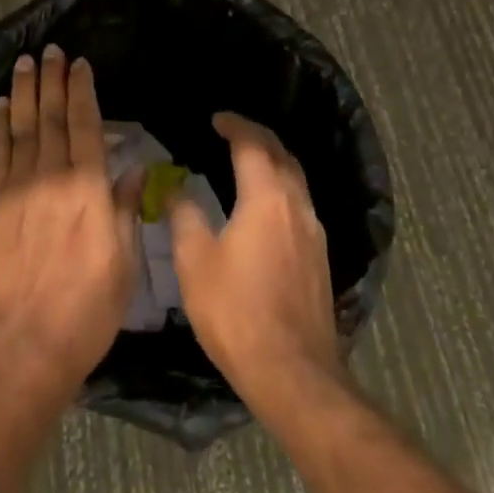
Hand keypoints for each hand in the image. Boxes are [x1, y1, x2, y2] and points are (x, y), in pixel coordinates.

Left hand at [0, 46, 139, 391]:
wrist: (20, 344)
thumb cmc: (84, 312)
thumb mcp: (123, 266)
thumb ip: (125, 211)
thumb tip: (132, 170)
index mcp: (89, 190)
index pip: (85, 125)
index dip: (82, 91)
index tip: (80, 65)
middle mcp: (52, 177)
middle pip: (51, 117)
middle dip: (52, 81)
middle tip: (52, 51)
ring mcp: (17, 188)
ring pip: (21, 126)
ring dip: (24, 92)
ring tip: (26, 63)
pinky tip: (0, 105)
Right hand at [168, 113, 345, 413]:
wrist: (292, 373)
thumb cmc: (235, 311)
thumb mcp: (194, 260)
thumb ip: (184, 214)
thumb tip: (173, 185)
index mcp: (266, 198)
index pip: (253, 144)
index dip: (234, 126)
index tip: (216, 119)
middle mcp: (296, 206)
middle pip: (282, 155)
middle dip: (258, 137)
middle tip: (232, 132)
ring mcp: (314, 233)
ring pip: (296, 180)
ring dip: (273, 162)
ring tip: (247, 161)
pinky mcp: (320, 258)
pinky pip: (300, 204)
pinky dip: (281, 188)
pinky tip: (264, 205)